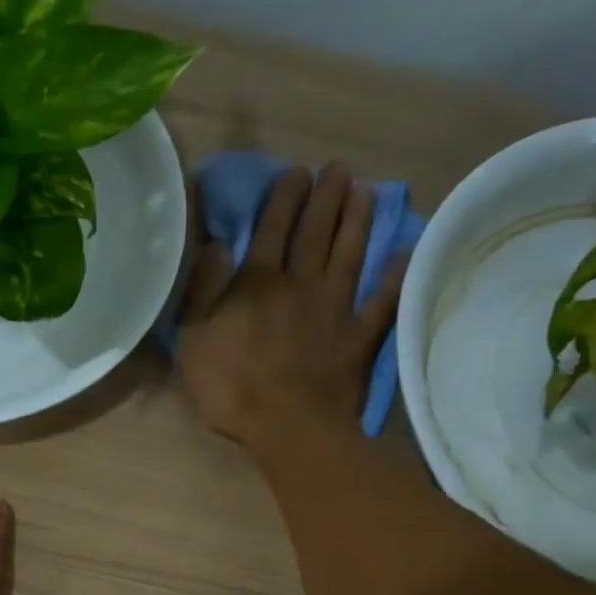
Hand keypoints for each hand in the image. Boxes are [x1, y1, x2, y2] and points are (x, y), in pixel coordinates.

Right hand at [176, 162, 405, 452]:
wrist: (287, 426)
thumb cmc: (230, 386)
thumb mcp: (193, 340)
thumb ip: (201, 291)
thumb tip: (214, 245)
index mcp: (257, 284)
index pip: (271, 229)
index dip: (284, 198)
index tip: (297, 172)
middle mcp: (300, 284)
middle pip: (315, 232)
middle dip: (325, 197)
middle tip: (336, 168)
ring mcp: (334, 309)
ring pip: (348, 255)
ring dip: (357, 221)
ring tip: (365, 191)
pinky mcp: (359, 337)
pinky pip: (381, 301)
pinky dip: (393, 277)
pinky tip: (401, 254)